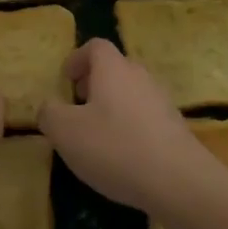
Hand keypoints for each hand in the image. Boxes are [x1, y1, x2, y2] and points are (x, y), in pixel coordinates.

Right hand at [39, 39, 209, 216]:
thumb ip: (50, 114)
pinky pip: (145, 117)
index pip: (95, 46)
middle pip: (115, 69)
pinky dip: (130, 127)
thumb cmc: (115, 147)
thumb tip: (48, 107)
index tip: (66, 80)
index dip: (77, 58)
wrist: (179, 181)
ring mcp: (161, 101)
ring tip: (97, 136)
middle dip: (94, 84)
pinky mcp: (175, 127)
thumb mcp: (66, 132)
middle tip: (77, 107)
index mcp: (113, 69)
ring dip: (112, 106)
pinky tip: (122, 157)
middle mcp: (139, 76)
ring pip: (131, 93)